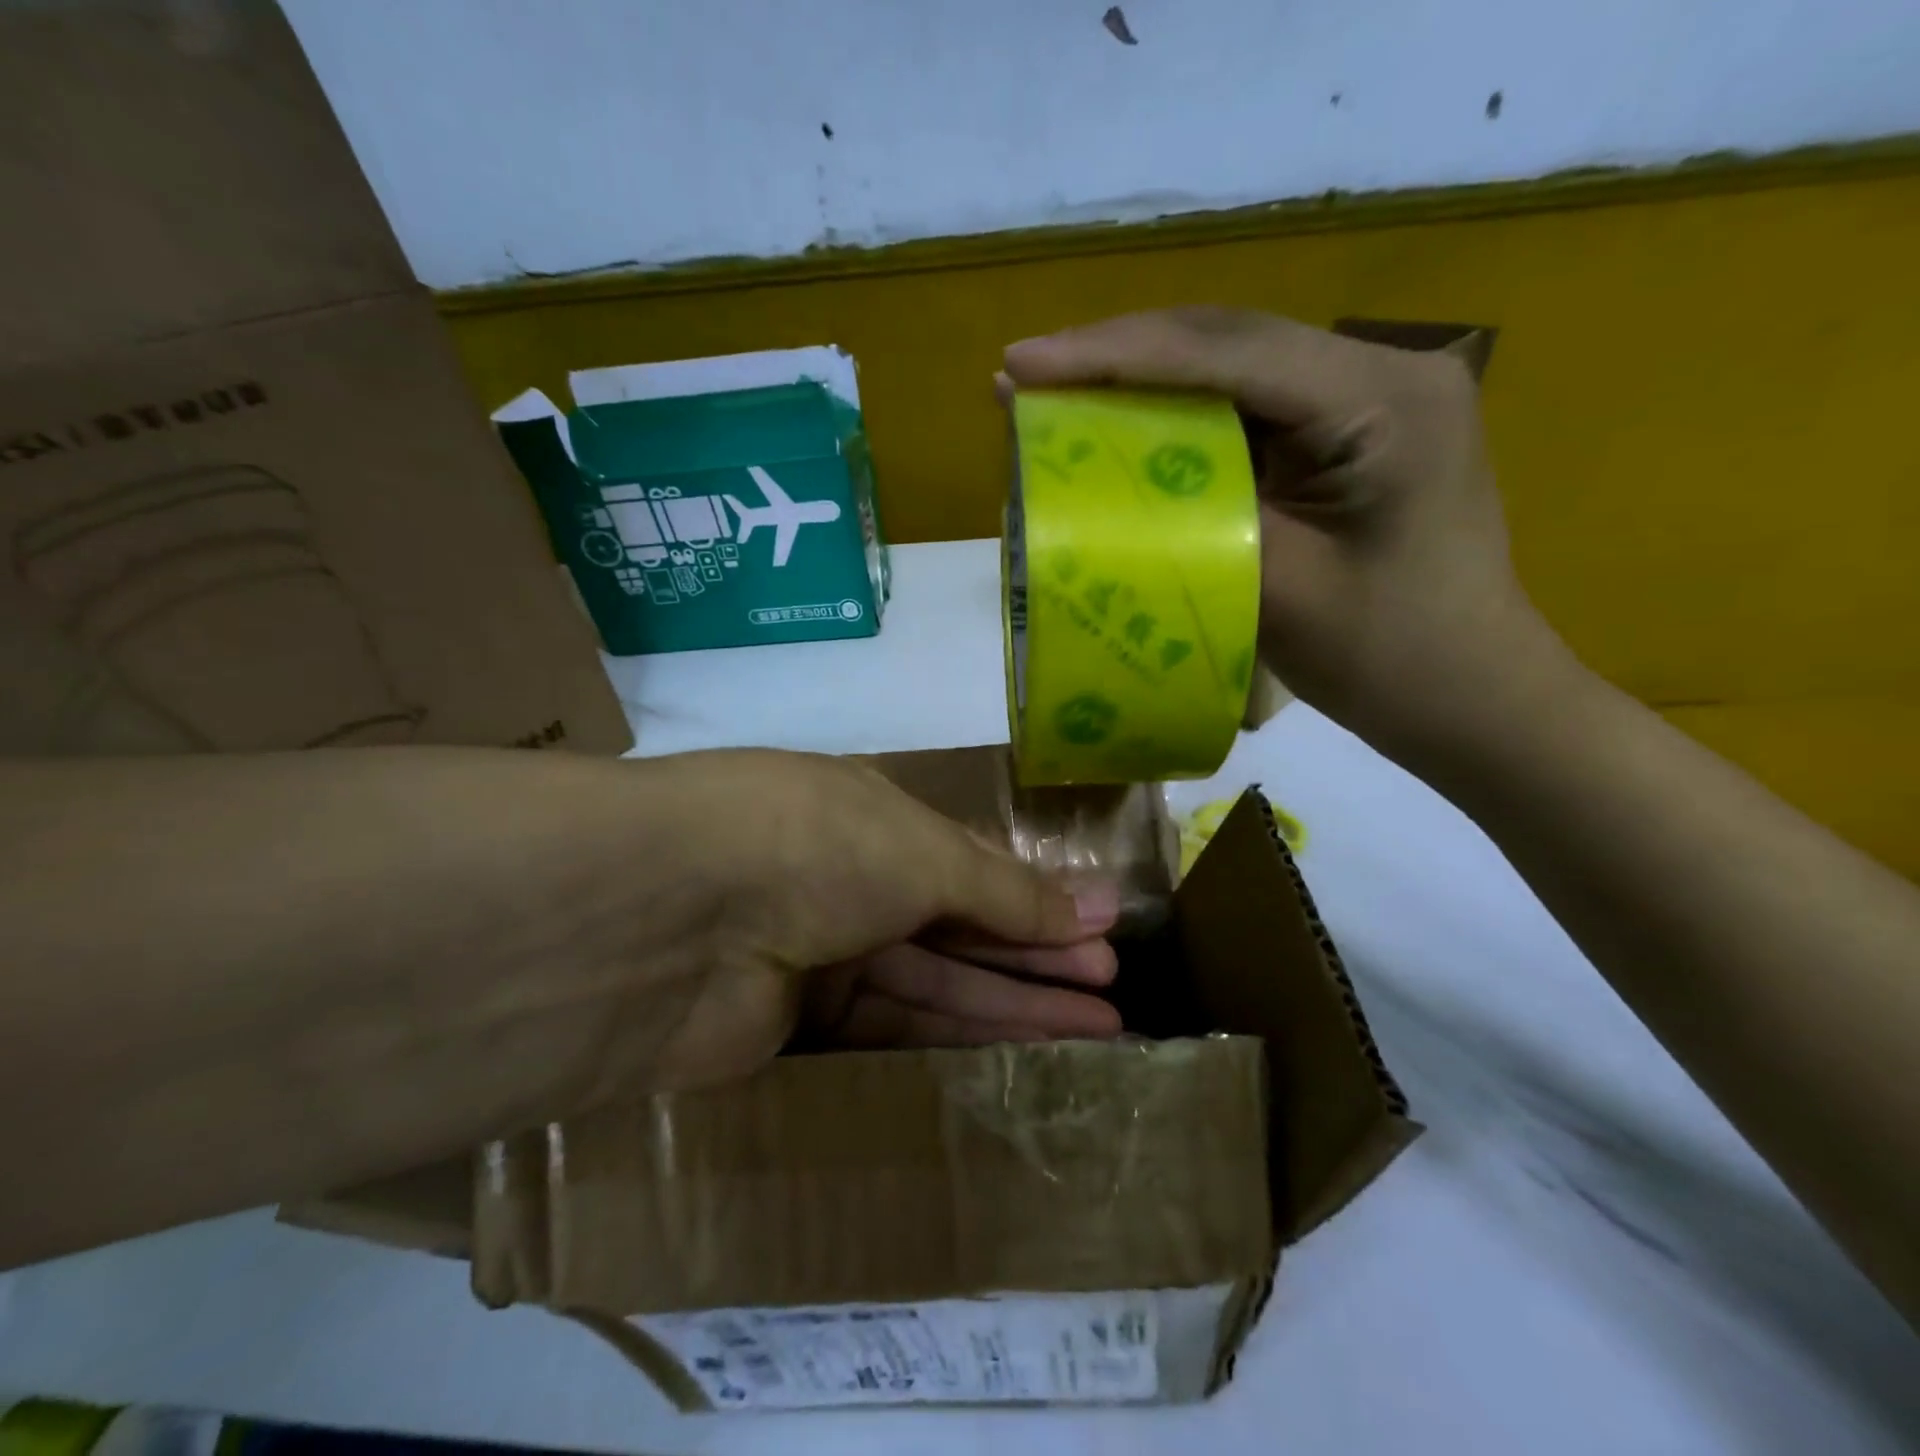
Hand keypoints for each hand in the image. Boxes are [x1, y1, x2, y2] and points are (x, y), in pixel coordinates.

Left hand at [575, 749, 1120, 1094]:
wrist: (666, 917)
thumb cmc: (815, 844)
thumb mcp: (922, 850)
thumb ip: (1001, 890)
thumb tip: (1086, 910)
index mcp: (869, 818)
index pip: (969, 864)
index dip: (1036, 897)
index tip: (1103, 927)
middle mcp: (844, 881)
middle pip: (959, 926)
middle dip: (1039, 955)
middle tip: (1113, 990)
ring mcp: (817, 954)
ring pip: (935, 983)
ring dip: (1015, 1004)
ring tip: (1098, 1032)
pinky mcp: (793, 1028)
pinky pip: (891, 1032)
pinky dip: (957, 1041)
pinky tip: (1022, 1056)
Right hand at [1002, 308, 1558, 755]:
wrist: (1474, 699)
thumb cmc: (1390, 660)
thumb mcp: (1279, 590)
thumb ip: (1191, 518)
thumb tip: (1097, 478)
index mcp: (1382, 400)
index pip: (1227, 354)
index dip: (1114, 356)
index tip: (1021, 365)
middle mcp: (1382, 373)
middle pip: (1227, 342)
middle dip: (1119, 355)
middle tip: (1025, 374)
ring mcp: (1368, 400)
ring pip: (1233, 369)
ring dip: (1142, 380)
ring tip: (1055, 392)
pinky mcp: (1349, 436)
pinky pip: (1249, 411)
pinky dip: (1178, 419)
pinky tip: (1123, 426)